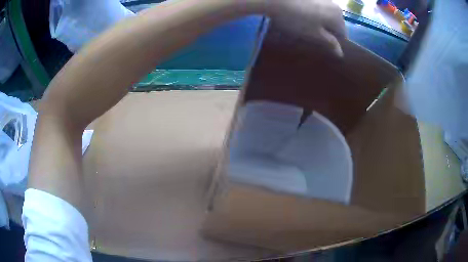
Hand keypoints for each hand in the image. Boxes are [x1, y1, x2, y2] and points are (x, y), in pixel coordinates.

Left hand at [265, 0, 346, 56]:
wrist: (276, 0)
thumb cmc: (297, 19)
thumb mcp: (315, 35)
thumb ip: (330, 43)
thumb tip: (340, 53)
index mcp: (338, 16)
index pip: (342, 34)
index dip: (333, 41)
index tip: (321, 43)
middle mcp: (334, 4)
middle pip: (334, 22)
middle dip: (326, 29)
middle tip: (311, 33)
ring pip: (325, 13)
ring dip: (318, 20)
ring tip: (303, 22)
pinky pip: (316, 6)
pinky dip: (311, 11)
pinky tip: (299, 12)